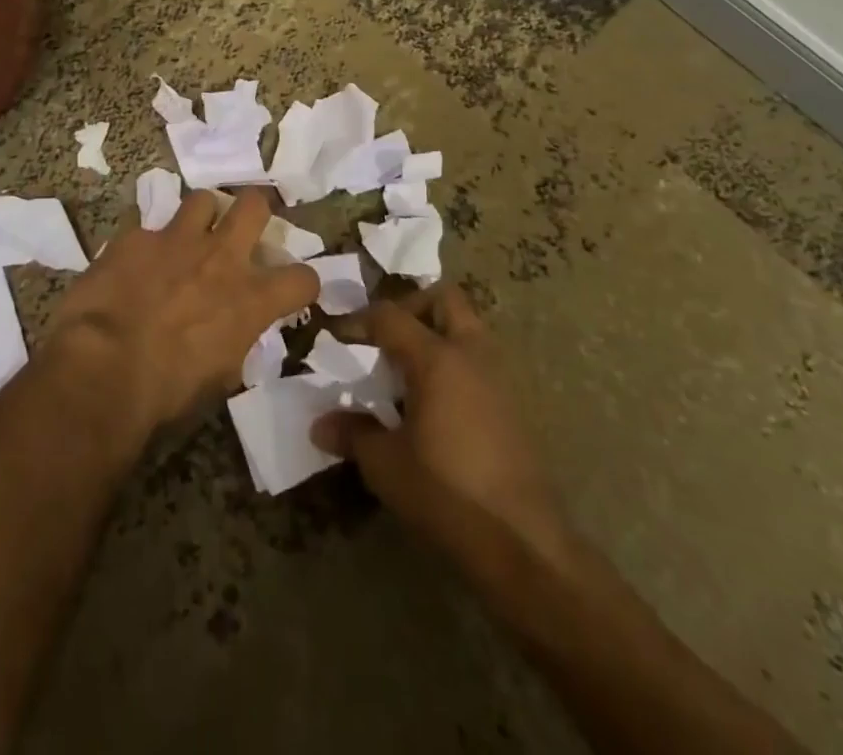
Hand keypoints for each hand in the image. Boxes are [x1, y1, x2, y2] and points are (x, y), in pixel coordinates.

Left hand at [45, 188, 318, 433]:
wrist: (103, 368)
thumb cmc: (166, 393)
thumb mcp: (219, 378)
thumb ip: (234, 341)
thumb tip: (230, 333)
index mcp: (250, 300)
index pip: (303, 278)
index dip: (300, 283)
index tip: (289, 290)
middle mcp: (221, 258)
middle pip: (254, 205)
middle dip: (253, 212)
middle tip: (241, 230)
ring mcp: (176, 240)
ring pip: (202, 199)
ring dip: (200, 217)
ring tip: (187, 237)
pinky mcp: (135, 237)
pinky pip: (147, 228)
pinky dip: (146, 245)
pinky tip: (132, 264)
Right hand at [313, 283, 574, 574]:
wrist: (523, 543)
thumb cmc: (446, 493)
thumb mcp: (385, 464)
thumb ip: (352, 434)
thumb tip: (319, 425)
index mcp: (437, 358)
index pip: (390, 316)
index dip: (358, 321)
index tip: (337, 338)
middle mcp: (471, 355)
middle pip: (444, 300)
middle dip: (411, 307)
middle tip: (385, 337)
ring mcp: (499, 379)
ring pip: (468, 329)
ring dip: (437, 335)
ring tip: (407, 371)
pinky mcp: (515, 407)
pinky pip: (479, 362)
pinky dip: (455, 365)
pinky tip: (435, 404)